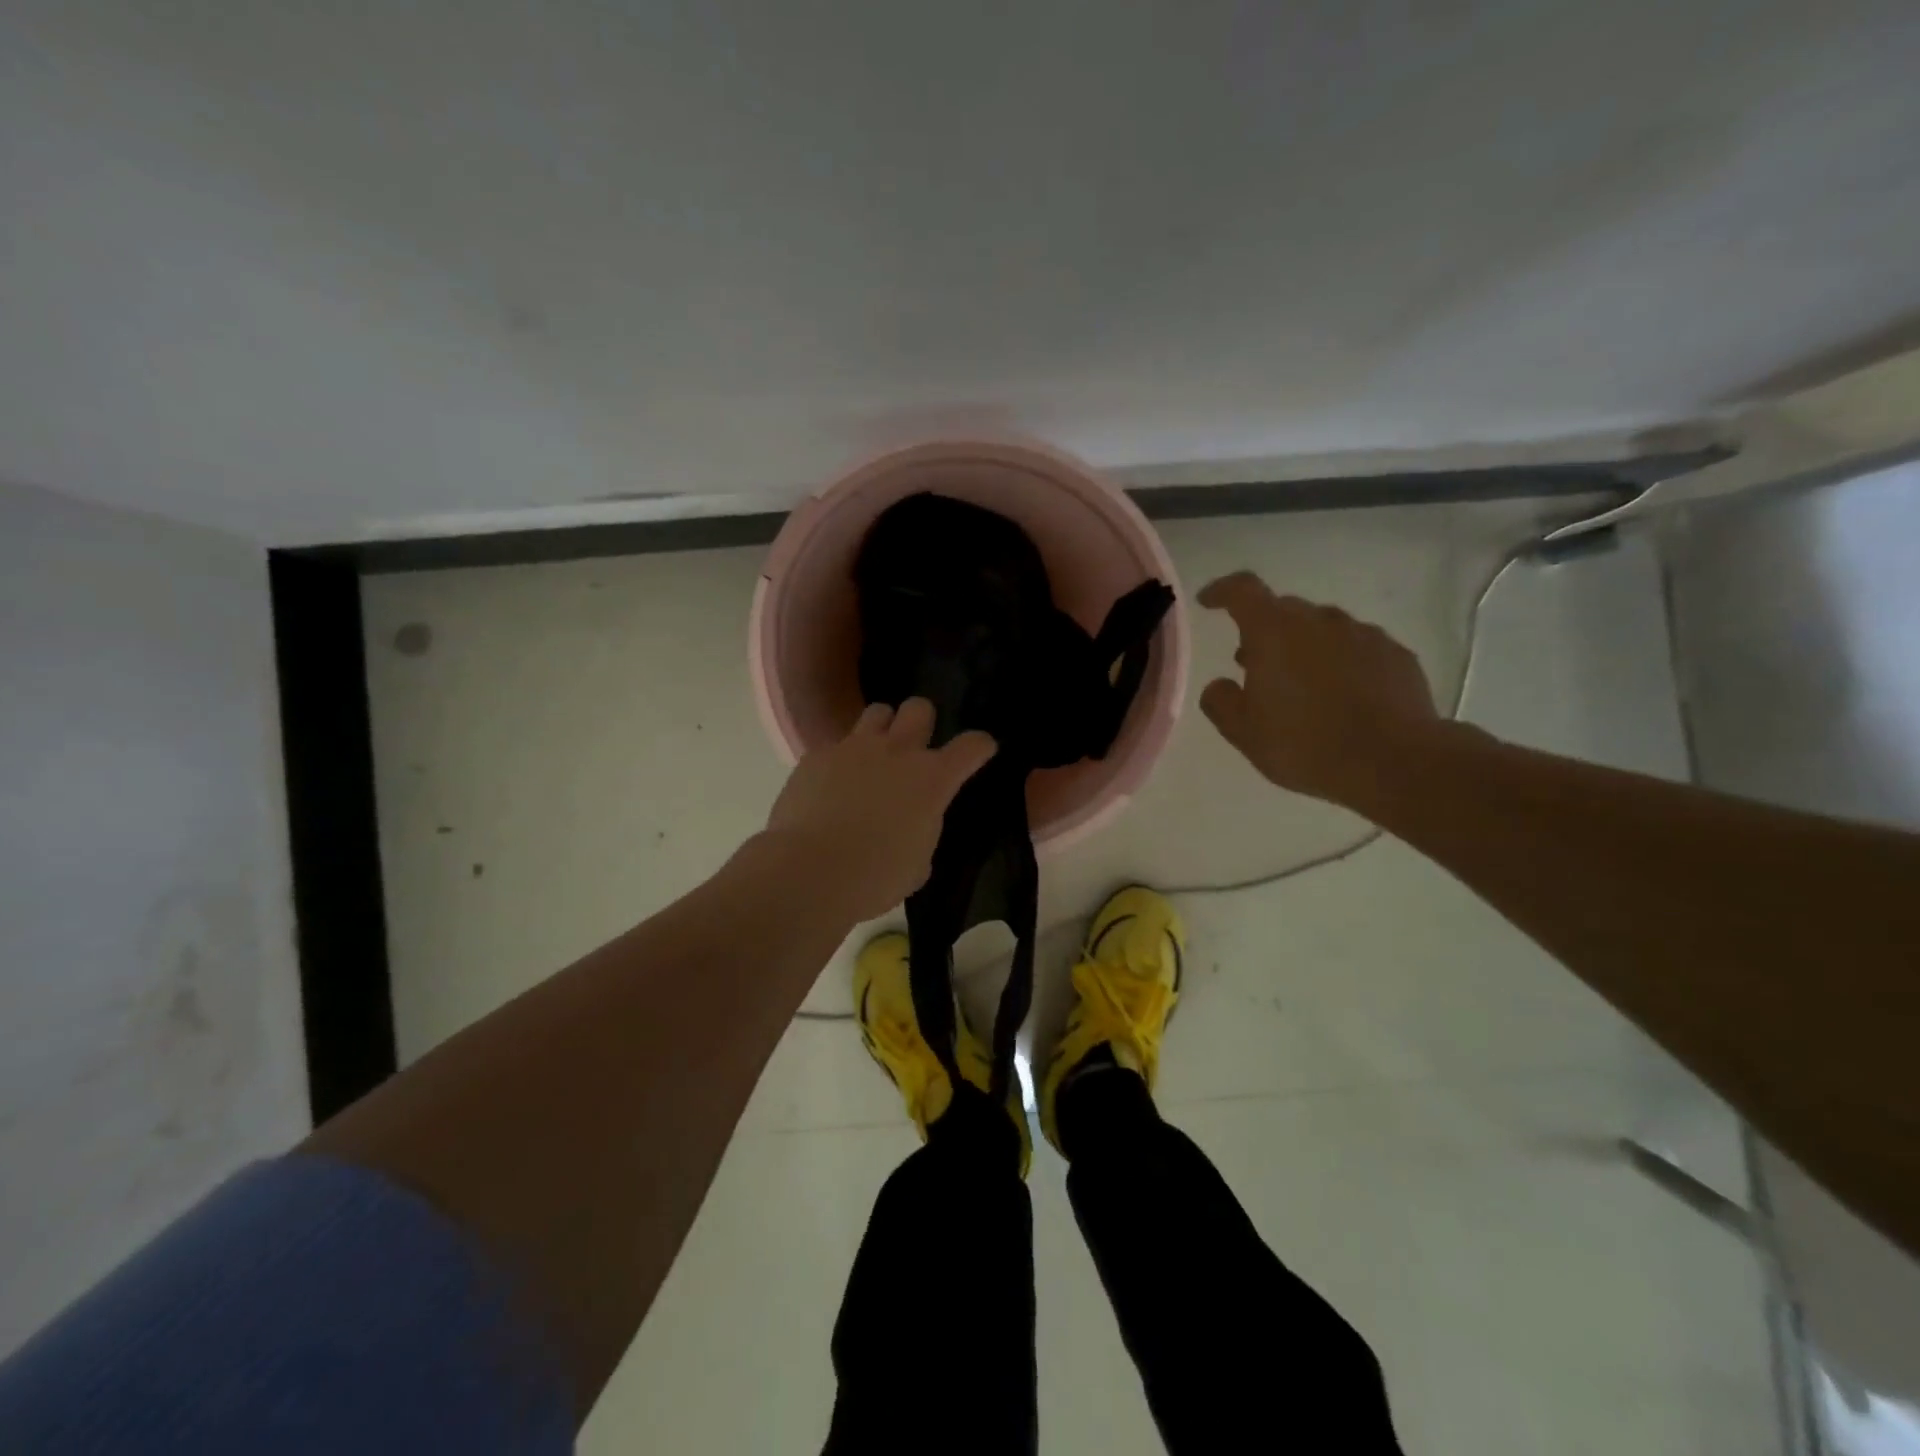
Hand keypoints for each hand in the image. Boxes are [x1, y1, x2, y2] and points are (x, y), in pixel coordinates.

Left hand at [764, 698, 996, 920]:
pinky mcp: (817, 755)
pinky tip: (830, 786)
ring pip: (877, 712)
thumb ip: (923, 831)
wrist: (810, 872)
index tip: (981, 749)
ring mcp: (854, 748)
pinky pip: (835, 745)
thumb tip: (914, 824)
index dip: (980, 746)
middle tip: (915, 746)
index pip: (971, 746)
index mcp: (932, 780)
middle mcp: (896, 752)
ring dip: (882, 729)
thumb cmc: (875, 877)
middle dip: (923, 721)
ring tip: (873, 754)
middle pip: (919, 708)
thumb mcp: (918, 863)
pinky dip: (840, 761)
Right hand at [1196, 572, 1440, 807]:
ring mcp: (1363, 634)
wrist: (1396, 763)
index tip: (1208, 602)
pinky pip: (1357, 648)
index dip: (1222, 591)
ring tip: (1300, 685)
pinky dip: (1340, 662)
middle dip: (1263, 631)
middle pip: (1283, 610)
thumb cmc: (1306, 744)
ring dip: (1303, 647)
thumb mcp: (1244, 733)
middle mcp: (1320, 620)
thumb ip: (1221, 702)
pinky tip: (1342, 696)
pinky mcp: (1396, 655)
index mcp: (1274, 631)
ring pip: (1322, 628)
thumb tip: (1219, 684)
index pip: (1242, 590)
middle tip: (1253, 665)